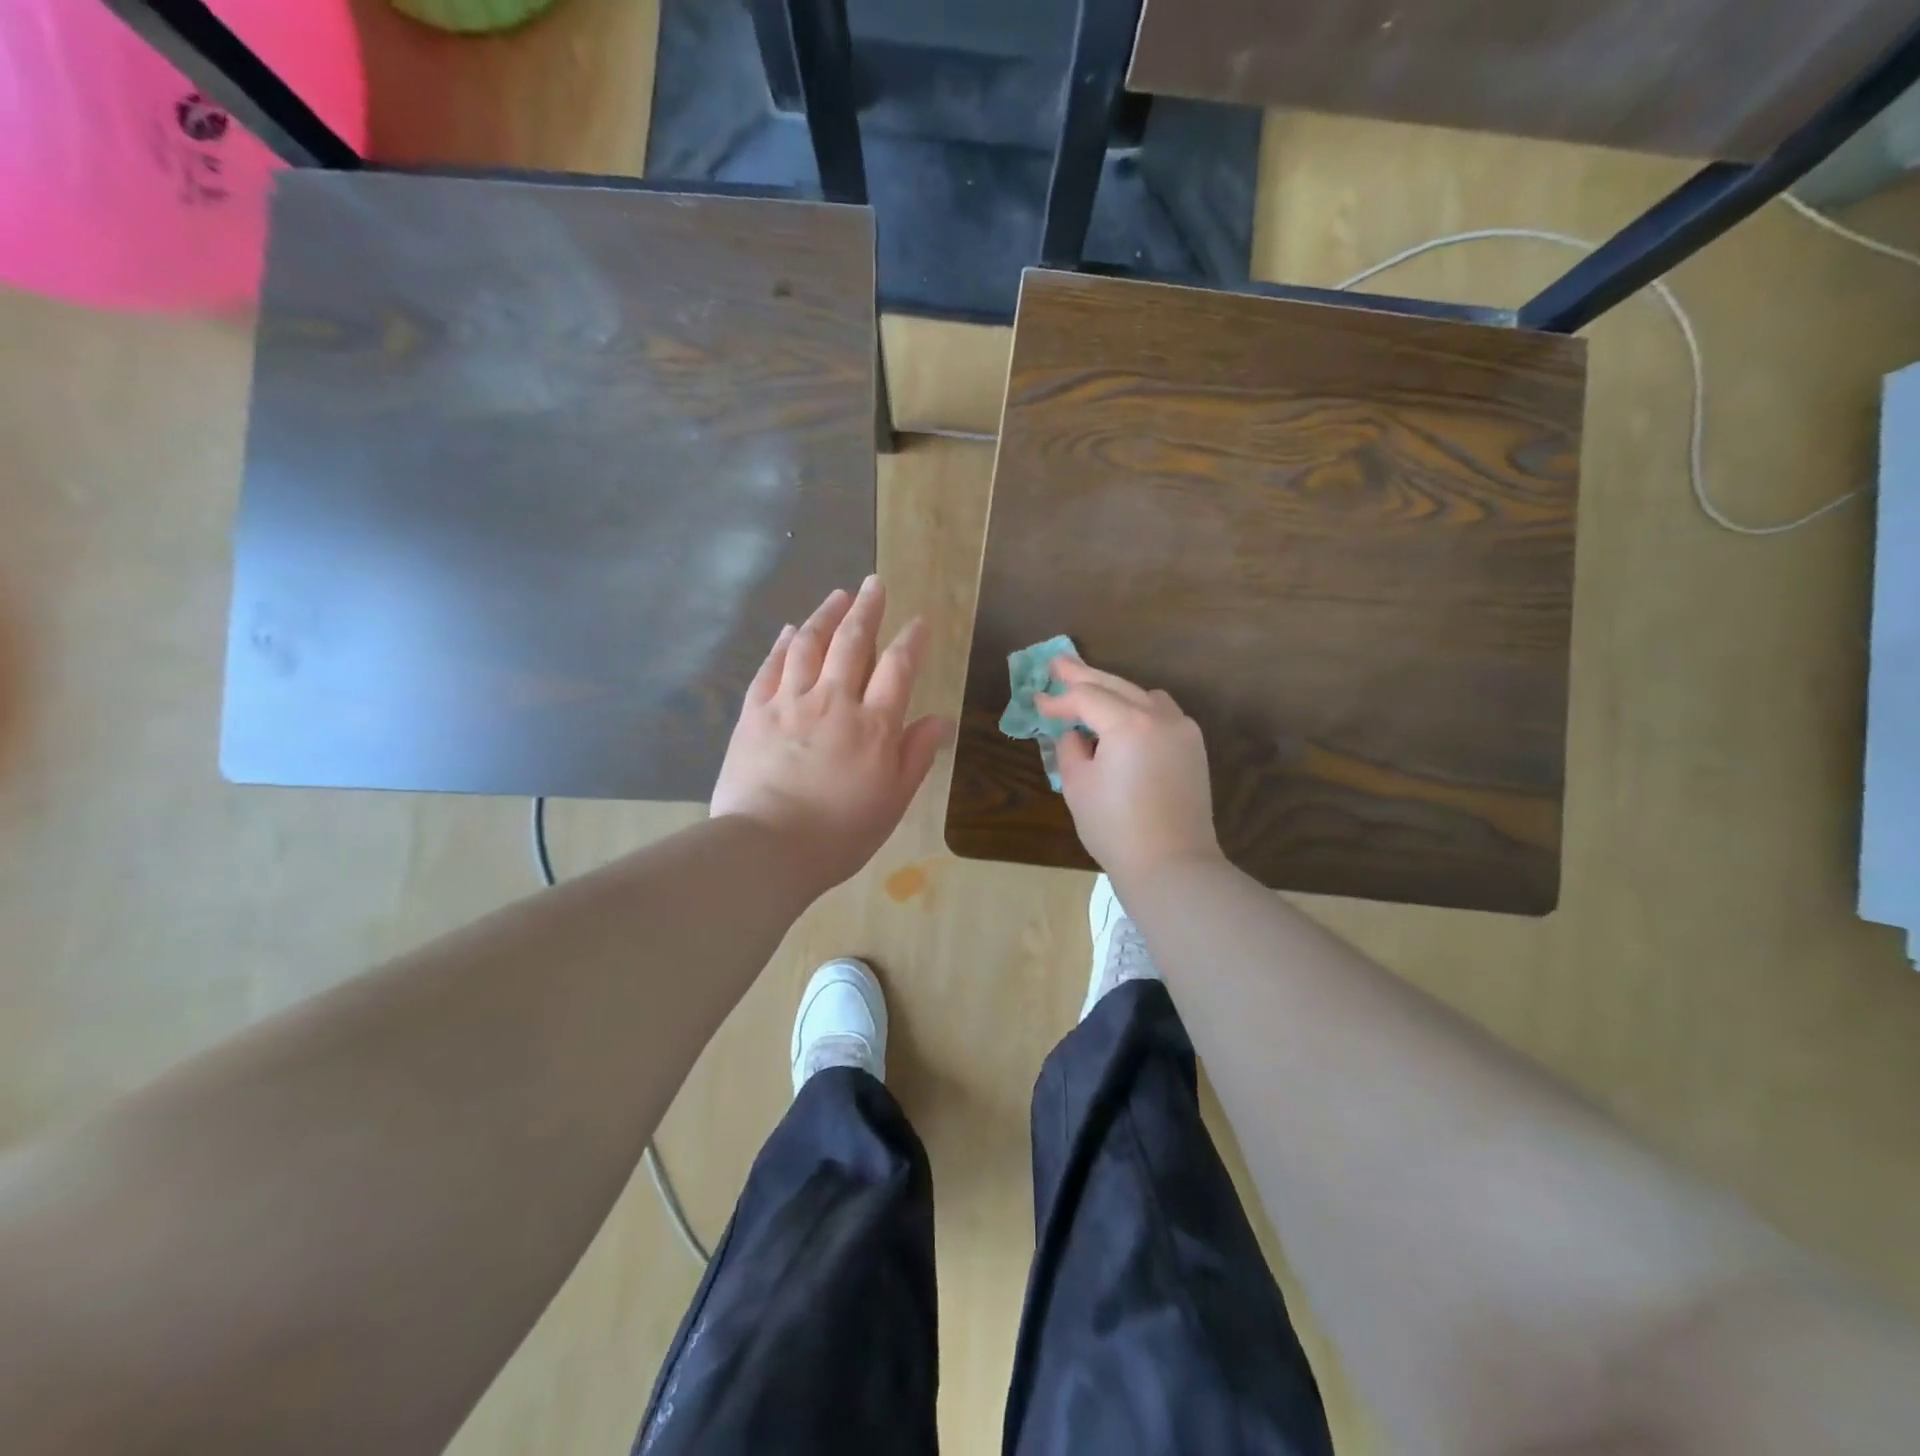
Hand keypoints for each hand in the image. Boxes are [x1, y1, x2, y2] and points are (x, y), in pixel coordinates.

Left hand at [711, 576, 950, 893]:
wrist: (766, 848)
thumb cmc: (839, 833)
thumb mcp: (892, 801)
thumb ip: (916, 755)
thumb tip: (941, 719)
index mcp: (874, 725)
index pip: (898, 668)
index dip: (911, 640)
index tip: (919, 621)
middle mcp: (834, 701)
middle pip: (852, 642)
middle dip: (867, 608)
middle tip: (874, 583)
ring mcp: (790, 702)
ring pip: (810, 644)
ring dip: (826, 615)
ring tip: (837, 595)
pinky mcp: (754, 712)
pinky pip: (771, 667)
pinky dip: (783, 644)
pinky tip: (790, 630)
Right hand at [1037, 658, 1222, 881]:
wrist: (1171, 865)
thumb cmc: (1115, 828)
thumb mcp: (1078, 786)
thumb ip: (1071, 749)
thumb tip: (1075, 735)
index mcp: (1130, 724)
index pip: (1087, 698)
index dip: (1059, 700)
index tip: (1037, 702)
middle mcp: (1161, 717)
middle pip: (1116, 686)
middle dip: (1084, 676)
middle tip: (1058, 663)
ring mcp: (1183, 731)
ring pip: (1144, 695)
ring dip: (1115, 691)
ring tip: (1090, 691)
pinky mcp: (1193, 749)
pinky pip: (1163, 714)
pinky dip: (1139, 709)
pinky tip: (1123, 718)